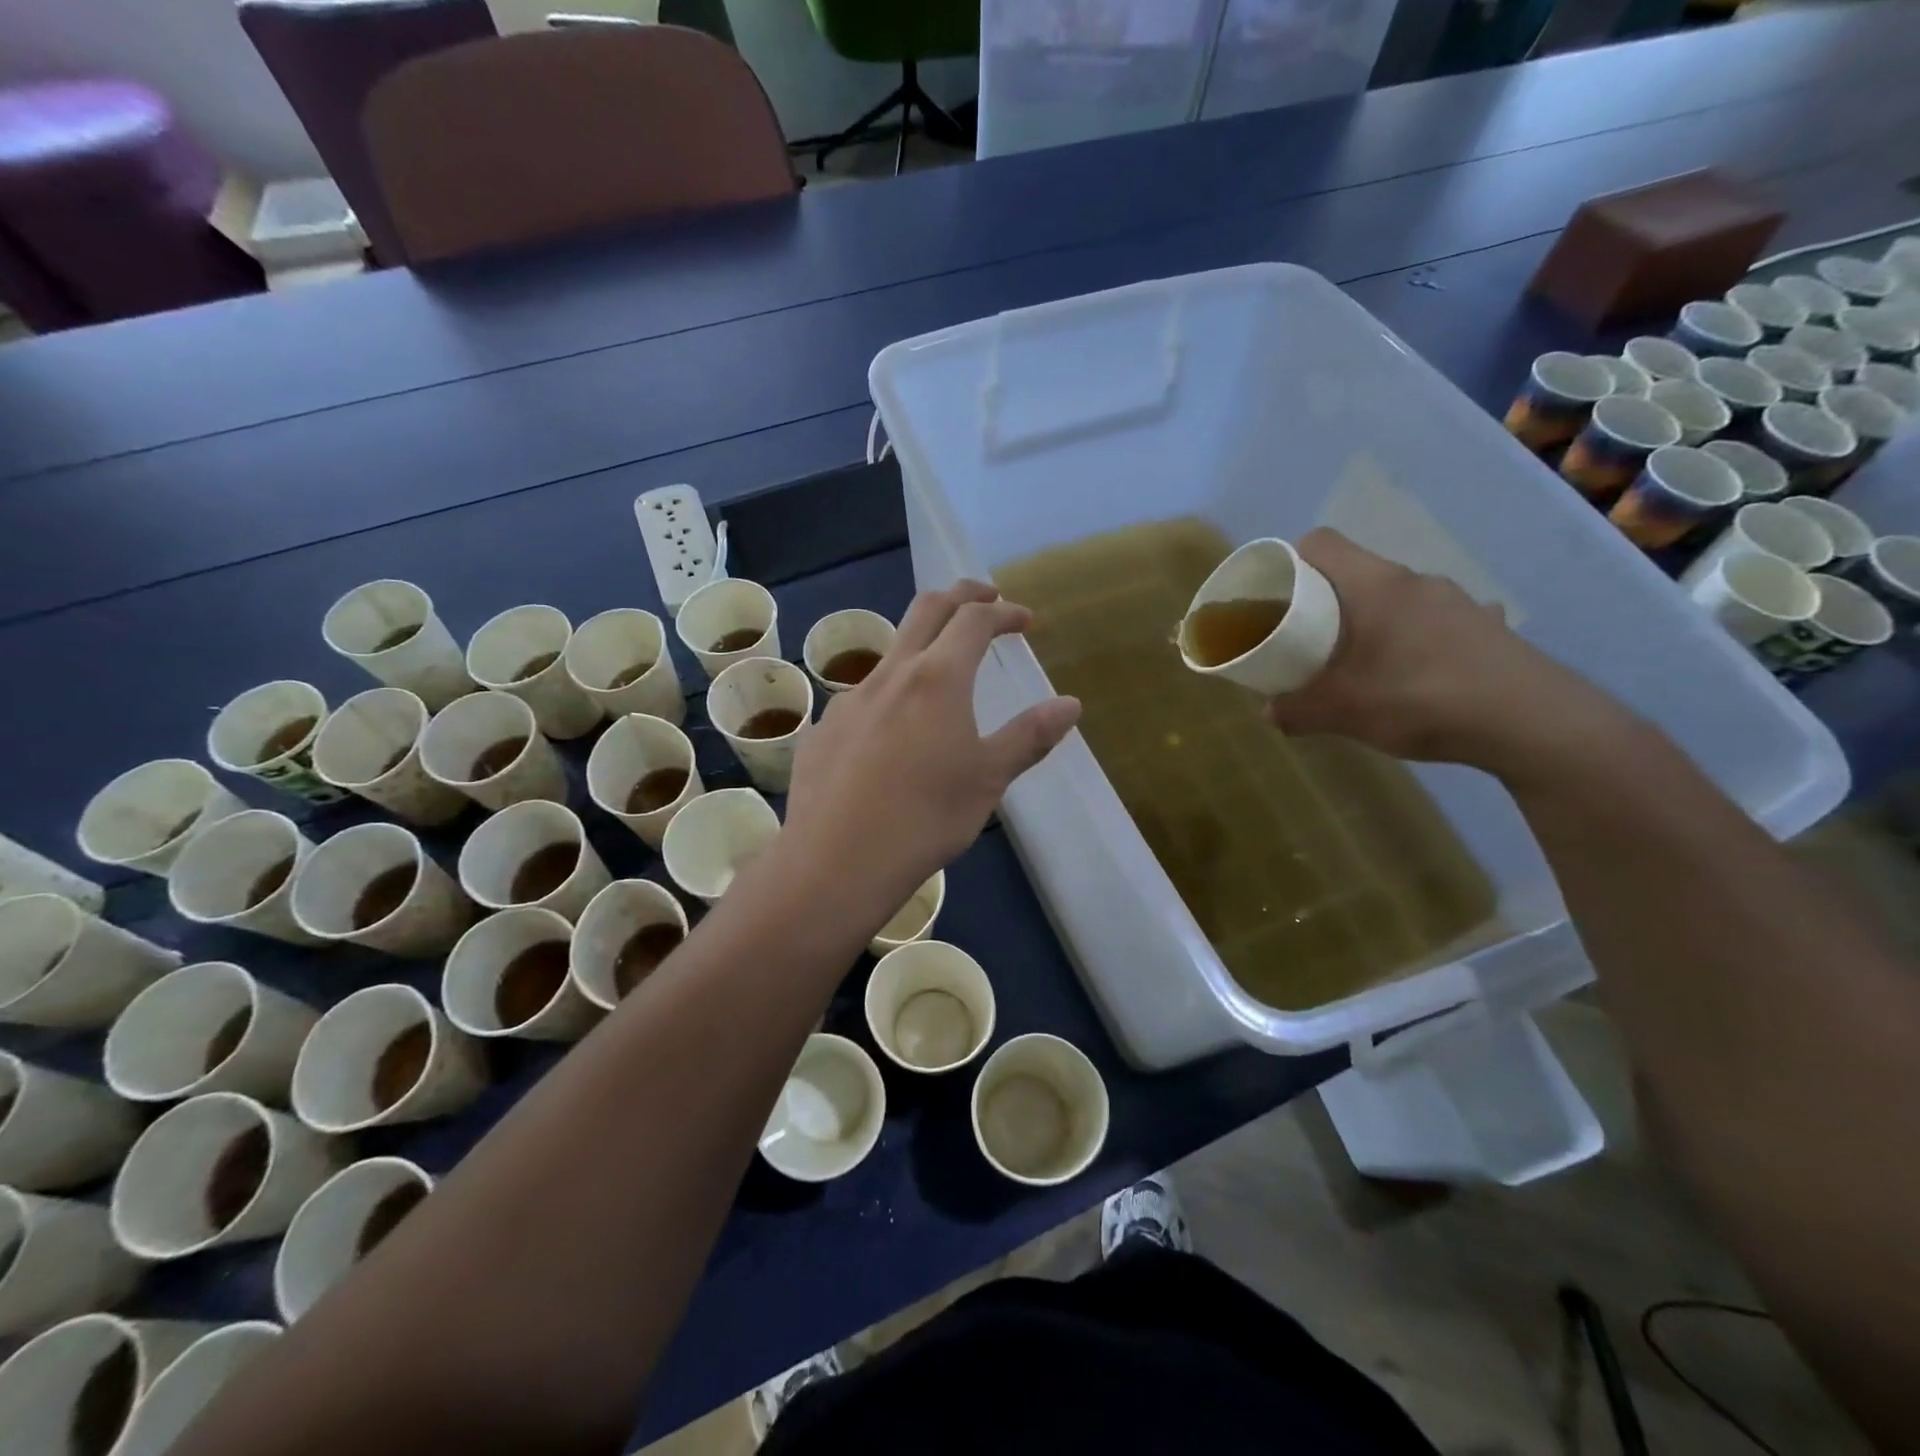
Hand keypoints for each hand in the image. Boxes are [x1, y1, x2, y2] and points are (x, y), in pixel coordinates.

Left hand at [781, 580, 1080, 909]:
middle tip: (986, 600)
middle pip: (925, 610)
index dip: (1002, 611)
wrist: (837, 861)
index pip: (973, 620)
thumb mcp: (989, 778)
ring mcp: (849, 700)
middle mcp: (890, 674)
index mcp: (937, 678)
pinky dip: (892, 692)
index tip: (1023, 620)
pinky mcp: (824, 730)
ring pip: (891, 652)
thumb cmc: (926, 818)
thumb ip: (1029, 736)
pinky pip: (864, 696)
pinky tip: (895, 735)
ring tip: (943, 673)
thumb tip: (1070, 704)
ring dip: (923, 645)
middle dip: (960, 596)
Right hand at [1265, 529, 1632, 775]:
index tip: (1275, 593)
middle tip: (1307, 637)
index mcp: (1375, 585)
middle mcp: (1415, 581)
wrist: (1534, 722)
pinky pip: (1432, 621)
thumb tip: (1269, 712)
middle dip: (1324, 600)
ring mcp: (1456, 601)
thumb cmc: (1422, 699)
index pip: (1321, 543)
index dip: (1290, 560)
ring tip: (1360, 662)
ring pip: (1394, 598)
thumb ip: (1297, 710)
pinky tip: (1416, 672)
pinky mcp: (1484, 626)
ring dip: (1369, 621)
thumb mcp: (1344, 712)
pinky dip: (1412, 638)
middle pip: (1355, 572)